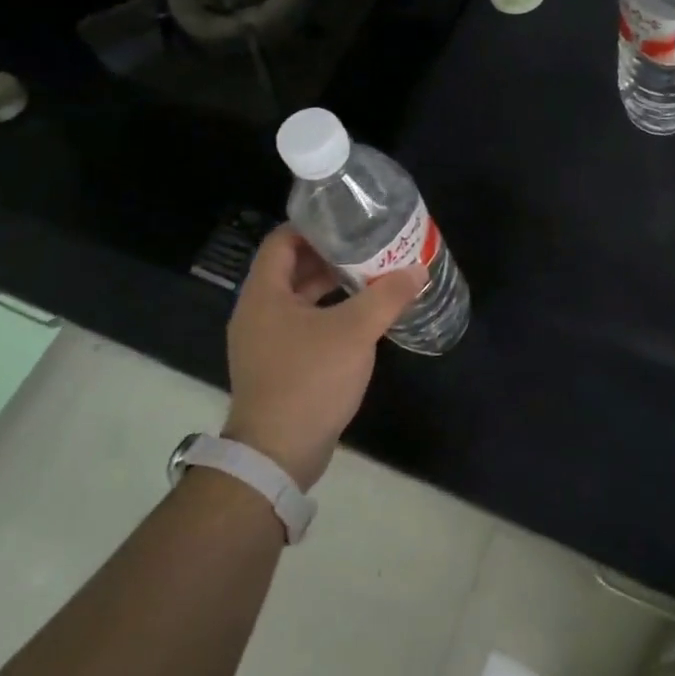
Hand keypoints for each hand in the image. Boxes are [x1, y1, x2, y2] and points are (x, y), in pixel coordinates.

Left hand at [223, 225, 427, 491]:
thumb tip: (417, 271)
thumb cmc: (309, 380)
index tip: (348, 222)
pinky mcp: (277, 365)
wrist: (277, 453)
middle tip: (368, 247)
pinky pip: (302, 325)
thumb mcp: (354, 332)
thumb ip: (387, 296)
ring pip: (298, 299)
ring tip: (370, 277)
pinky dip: (328, 314)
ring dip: (331, 287)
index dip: (313, 227)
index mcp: (264, 293)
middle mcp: (257, 312)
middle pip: (291, 268)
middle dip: (329, 256)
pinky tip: (360, 318)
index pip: (281, 241)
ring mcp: (265, 341)